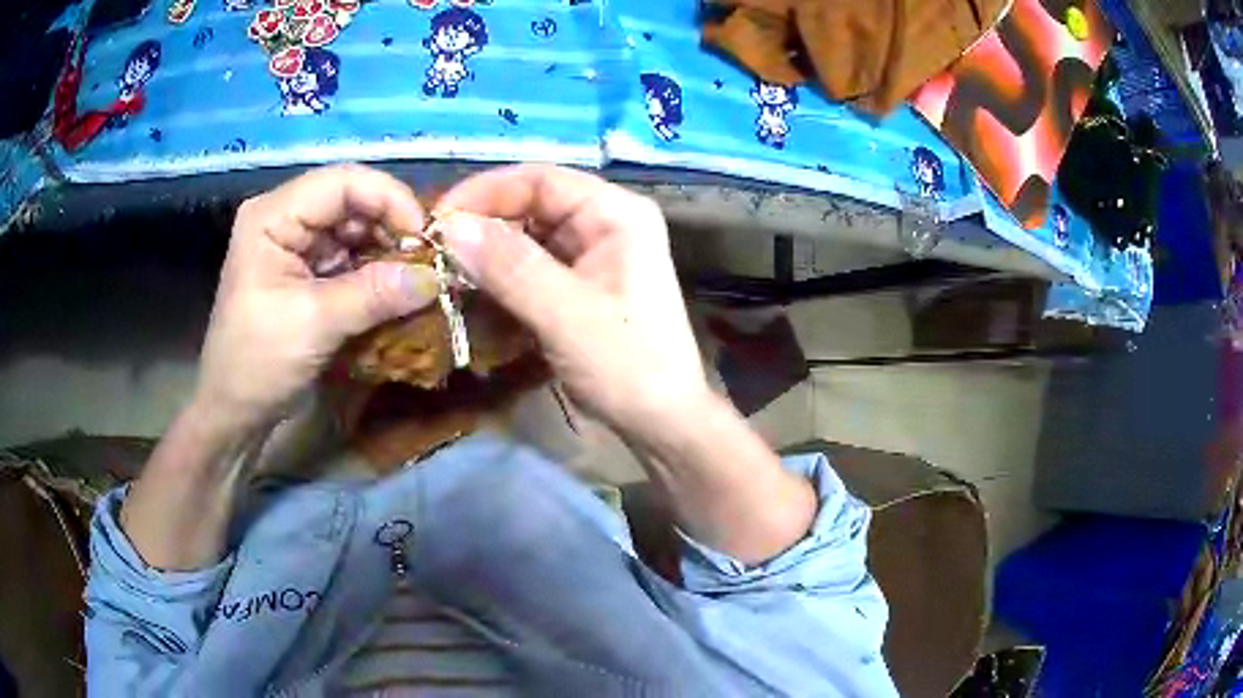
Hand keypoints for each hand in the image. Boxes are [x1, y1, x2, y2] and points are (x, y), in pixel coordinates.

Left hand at [194, 164, 439, 437]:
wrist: (235, 412)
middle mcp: (286, 217)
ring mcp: (296, 244)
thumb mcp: (314, 325)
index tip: (425, 240)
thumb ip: (374, 294)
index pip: (343, 181)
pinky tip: (396, 292)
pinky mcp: (307, 270)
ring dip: (388, 252)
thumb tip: (436, 277)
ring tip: (416, 280)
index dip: (390, 200)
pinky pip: (351, 257)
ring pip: (356, 229)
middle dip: (392, 228)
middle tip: (427, 263)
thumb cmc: (257, 364)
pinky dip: (376, 272)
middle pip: (353, 201)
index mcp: (273, 215)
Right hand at [436, 165, 710, 448]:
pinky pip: (532, 265)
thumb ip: (508, 266)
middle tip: (434, 250)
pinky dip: (502, 275)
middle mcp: (606, 222)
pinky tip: (473, 289)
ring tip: (445, 270)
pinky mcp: (581, 283)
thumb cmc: (627, 365)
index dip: (485, 192)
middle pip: (532, 204)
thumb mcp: (565, 314)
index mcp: (616, 213)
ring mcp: (594, 253)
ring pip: (528, 235)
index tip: (437, 221)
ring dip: (488, 252)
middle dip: (483, 223)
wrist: (662, 422)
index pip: (540, 179)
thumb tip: (450, 228)